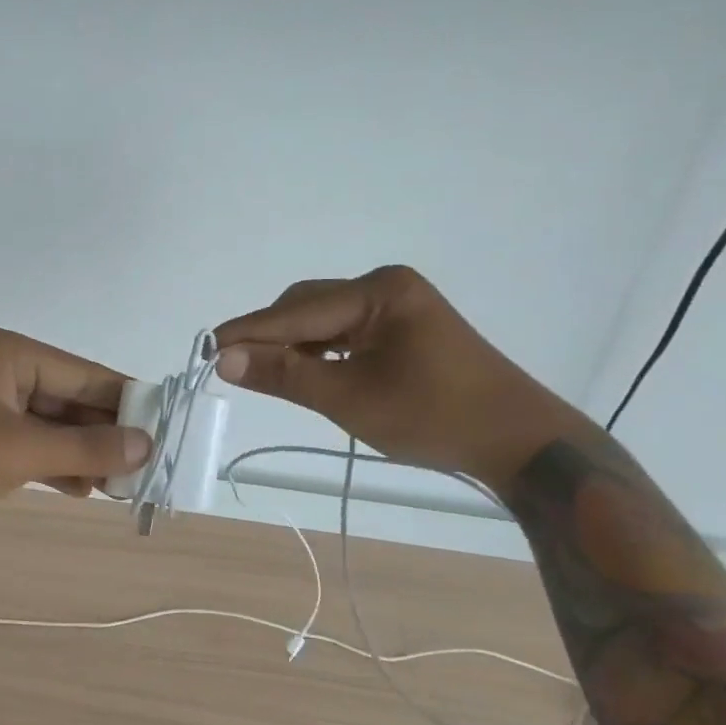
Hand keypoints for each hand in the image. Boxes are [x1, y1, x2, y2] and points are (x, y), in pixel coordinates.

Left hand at [0, 324, 150, 530]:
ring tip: (121, 484)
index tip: (166, 431)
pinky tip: (82, 488)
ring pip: (50, 423)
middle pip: (69, 397)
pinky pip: (26, 442)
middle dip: (105, 433)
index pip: (85, 373)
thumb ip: (85, 447)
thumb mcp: (18, 452)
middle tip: (145, 467)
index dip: (127, 403)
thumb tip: (146, 444)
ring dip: (81, 452)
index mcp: (9, 352)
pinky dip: (52, 463)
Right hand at [213, 266, 586, 488]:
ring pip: (324, 319)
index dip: (249, 332)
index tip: (206, 349)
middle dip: (271, 336)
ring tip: (268, 376)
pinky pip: (346, 330)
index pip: (296, 312)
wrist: (518, 439)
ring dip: (294, 345)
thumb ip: (284, 376)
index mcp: (378, 291)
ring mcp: (398, 305)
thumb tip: (224, 359)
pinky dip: (321, 350)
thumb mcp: (349, 398)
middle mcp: (386, 285)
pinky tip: (309, 372)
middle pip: (307, 306)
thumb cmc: (434, 417)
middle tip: (236, 369)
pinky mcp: (405, 326)